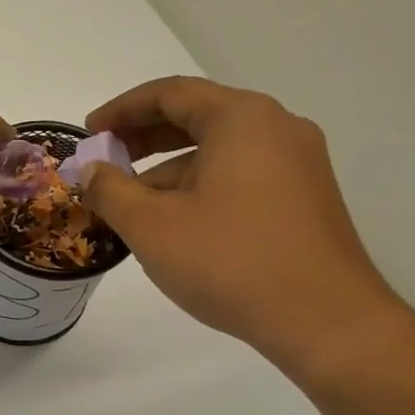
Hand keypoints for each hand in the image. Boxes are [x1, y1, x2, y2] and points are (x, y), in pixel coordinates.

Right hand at [82, 77, 403, 371]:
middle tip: (106, 160)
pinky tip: (175, 219)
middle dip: (144, 136)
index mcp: (241, 119)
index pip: (170, 94)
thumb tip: (91, 170)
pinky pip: (240, 172)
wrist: (325, 321)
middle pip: (197, 115)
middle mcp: (276, 128)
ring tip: (130, 200)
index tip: (89, 133)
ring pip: (219, 148)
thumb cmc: (229, 261)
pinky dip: (200, 183)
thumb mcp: (151, 225)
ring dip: (169, 166)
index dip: (121, 110)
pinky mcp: (305, 196)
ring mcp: (298, 163)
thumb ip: (110, 189)